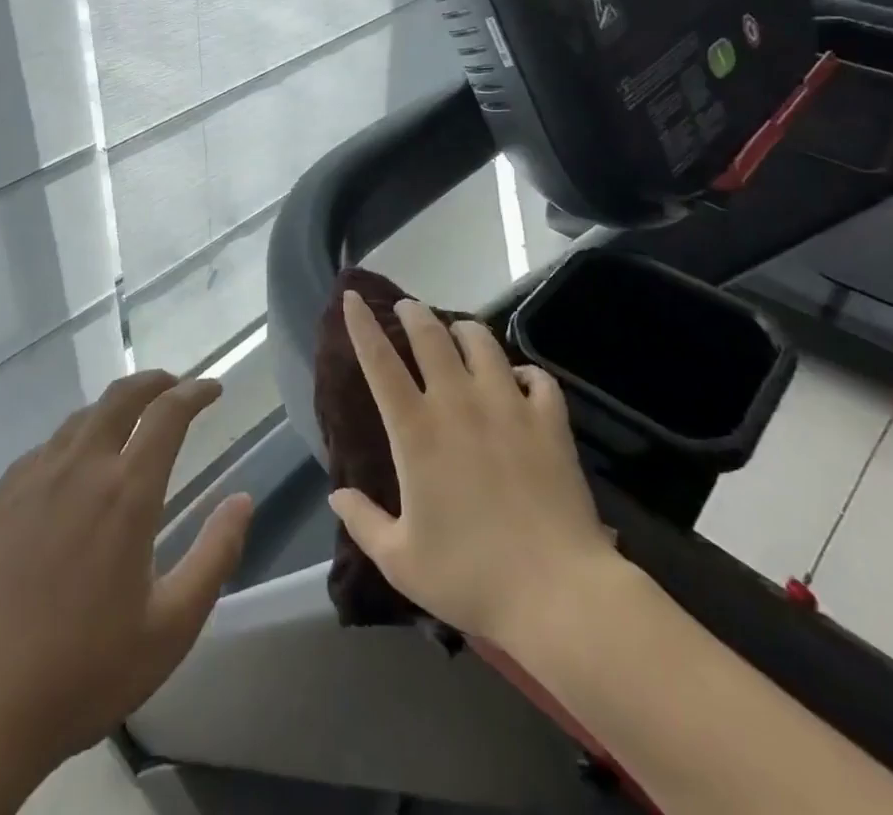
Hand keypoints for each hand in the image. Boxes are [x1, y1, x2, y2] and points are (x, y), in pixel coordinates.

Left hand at [0, 372, 253, 788]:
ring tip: (131, 421)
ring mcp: (34, 479)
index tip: (213, 389)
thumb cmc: (86, 671)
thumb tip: (243, 499)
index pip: (168, 414)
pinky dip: (75, 437)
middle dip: (155, 381)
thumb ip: (215, 555)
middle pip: (121, 396)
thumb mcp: (172, 627)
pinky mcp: (0, 498)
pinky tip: (75, 464)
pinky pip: (46, 446)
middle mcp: (81, 468)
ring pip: (82, 417)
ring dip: (115, 407)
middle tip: (175, 387)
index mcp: (127, 493)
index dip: (195, 392)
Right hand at [329, 293, 618, 651]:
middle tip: (407, 308)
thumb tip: (336, 495)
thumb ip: (363, 522)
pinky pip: (537, 377)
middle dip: (414, 313)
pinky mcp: (549, 421)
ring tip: (458, 330)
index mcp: (416, 431)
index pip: (379, 362)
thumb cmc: (470, 577)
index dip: (362, 325)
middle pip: (431, 336)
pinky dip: (525, 371)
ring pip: (482, 343)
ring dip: (464, 329)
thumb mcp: (401, 561)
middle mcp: (458, 404)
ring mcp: (508, 406)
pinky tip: (520, 379)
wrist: (556, 593)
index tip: (352, 298)